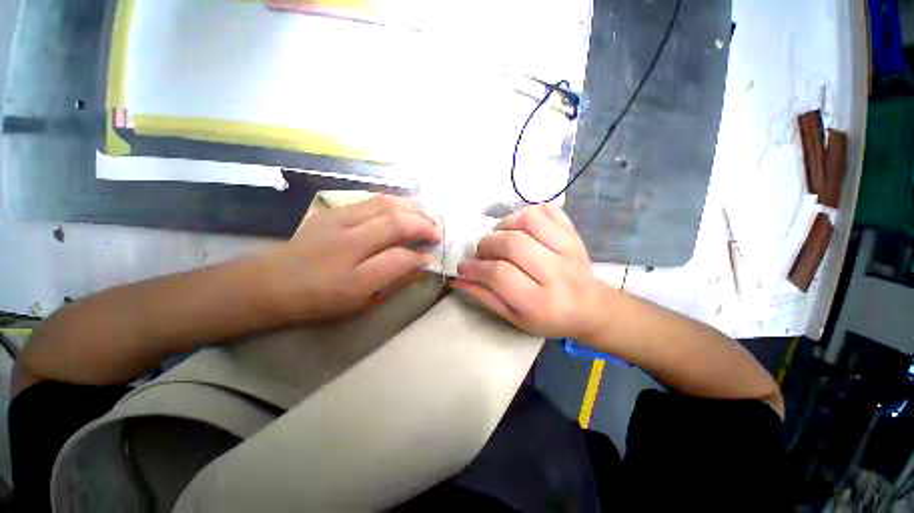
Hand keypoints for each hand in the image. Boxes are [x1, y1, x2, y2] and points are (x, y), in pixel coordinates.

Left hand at [259, 195, 440, 322]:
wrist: (269, 282)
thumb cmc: (319, 299)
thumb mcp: (360, 302)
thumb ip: (393, 281)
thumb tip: (421, 264)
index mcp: (352, 278)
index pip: (399, 258)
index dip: (420, 256)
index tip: (431, 256)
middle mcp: (346, 243)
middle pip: (395, 220)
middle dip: (423, 223)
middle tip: (437, 231)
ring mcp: (337, 220)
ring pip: (385, 203)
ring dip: (412, 208)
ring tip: (427, 215)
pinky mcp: (332, 210)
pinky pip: (372, 200)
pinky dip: (395, 202)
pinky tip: (404, 209)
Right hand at [453, 204, 604, 338]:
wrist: (591, 306)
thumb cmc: (549, 317)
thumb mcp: (515, 318)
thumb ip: (486, 297)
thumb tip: (459, 279)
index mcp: (540, 301)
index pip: (499, 275)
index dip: (475, 267)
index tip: (465, 266)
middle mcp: (556, 272)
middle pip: (512, 244)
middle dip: (487, 245)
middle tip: (482, 253)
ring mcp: (568, 248)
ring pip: (528, 220)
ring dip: (504, 225)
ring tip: (500, 237)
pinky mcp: (573, 233)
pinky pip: (547, 210)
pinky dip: (526, 213)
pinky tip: (520, 227)